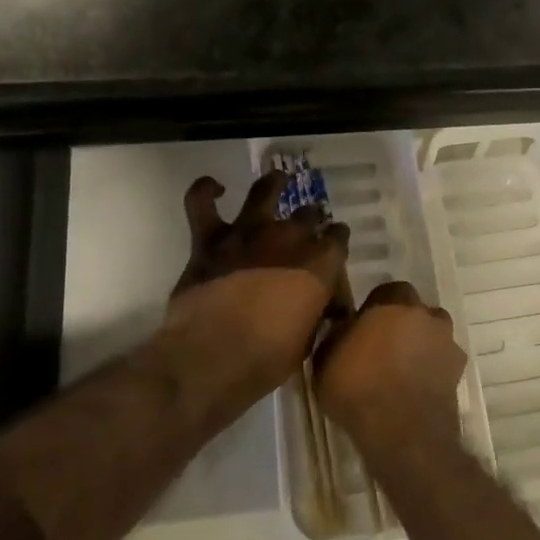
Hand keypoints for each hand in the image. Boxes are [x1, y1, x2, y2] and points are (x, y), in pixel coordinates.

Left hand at [150, 172, 349, 417]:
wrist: (212, 358)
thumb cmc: (266, 359)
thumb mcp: (307, 342)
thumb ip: (315, 313)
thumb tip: (320, 308)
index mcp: (319, 265)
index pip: (338, 238)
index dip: (336, 241)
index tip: (334, 248)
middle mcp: (287, 239)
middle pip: (307, 215)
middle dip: (310, 219)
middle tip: (306, 228)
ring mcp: (246, 234)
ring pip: (264, 192)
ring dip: (272, 184)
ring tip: (277, 180)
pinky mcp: (209, 240)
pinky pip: (201, 202)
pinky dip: (206, 190)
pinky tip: (214, 187)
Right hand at [315, 281, 467, 469]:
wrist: (403, 431)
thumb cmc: (358, 388)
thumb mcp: (325, 359)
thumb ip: (337, 334)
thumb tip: (342, 325)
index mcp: (393, 304)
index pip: (387, 291)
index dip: (375, 307)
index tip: (363, 327)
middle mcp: (425, 315)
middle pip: (415, 310)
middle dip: (402, 323)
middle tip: (384, 346)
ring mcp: (446, 343)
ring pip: (434, 334)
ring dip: (422, 344)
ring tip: (403, 368)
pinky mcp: (458, 371)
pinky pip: (443, 361)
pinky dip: (433, 368)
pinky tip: (418, 387)